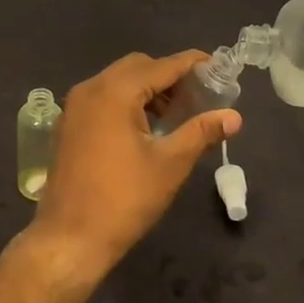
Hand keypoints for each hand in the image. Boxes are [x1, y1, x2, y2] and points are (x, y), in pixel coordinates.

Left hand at [25, 51, 240, 280]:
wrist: (69, 238)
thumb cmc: (124, 199)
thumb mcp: (170, 164)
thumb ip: (201, 132)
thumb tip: (234, 116)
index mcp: (115, 92)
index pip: (161, 66)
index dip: (191, 64)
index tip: (218, 67)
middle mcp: (91, 88)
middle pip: (137, 67)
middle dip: (169, 76)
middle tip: (197, 96)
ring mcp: (75, 106)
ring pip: (117, 81)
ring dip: (147, 89)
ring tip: (175, 115)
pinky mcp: (69, 124)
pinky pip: (102, 97)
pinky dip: (126, 101)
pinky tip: (145, 127)